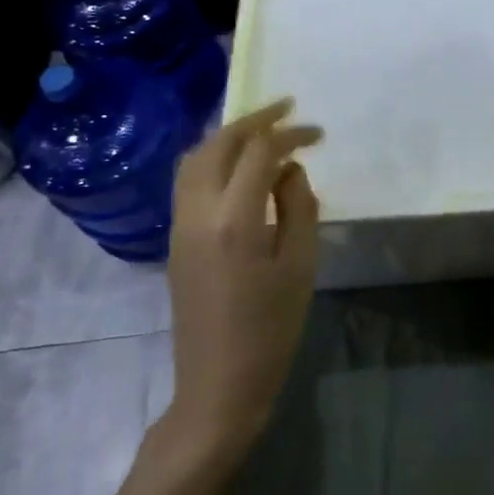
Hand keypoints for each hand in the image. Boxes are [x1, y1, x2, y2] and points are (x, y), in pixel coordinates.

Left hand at [165, 99, 322, 458]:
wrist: (219, 384)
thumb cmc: (272, 327)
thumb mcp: (301, 264)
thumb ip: (299, 206)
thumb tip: (290, 170)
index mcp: (234, 219)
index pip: (258, 153)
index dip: (290, 134)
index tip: (318, 133)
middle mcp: (198, 212)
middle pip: (218, 145)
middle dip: (253, 121)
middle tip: (287, 110)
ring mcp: (179, 225)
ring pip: (194, 159)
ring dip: (228, 137)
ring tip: (262, 131)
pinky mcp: (175, 239)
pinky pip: (188, 181)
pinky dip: (213, 159)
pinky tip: (239, 166)